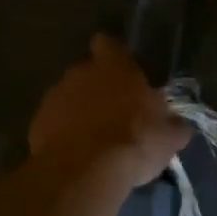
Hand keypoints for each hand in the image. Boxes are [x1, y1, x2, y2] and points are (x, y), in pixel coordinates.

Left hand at [29, 36, 191, 188]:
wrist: (85, 171)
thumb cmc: (135, 141)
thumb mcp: (170, 137)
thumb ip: (174, 124)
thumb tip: (179, 124)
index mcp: (115, 68)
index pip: (108, 44)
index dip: (114, 55)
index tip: (122, 71)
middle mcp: (80, 73)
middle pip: (88, 72)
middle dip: (99, 88)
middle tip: (116, 113)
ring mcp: (55, 97)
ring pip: (69, 98)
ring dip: (81, 112)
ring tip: (96, 139)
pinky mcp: (37, 124)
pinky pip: (55, 123)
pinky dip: (65, 134)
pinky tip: (79, 154)